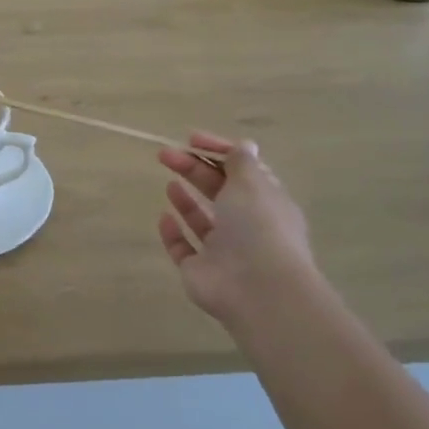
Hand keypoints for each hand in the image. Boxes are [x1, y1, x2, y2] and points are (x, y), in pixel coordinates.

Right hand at [156, 132, 317, 329]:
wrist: (257, 289)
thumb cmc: (258, 227)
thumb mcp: (252, 184)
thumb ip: (241, 163)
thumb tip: (244, 145)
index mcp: (266, 201)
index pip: (242, 169)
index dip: (218, 151)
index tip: (192, 139)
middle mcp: (246, 224)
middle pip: (218, 190)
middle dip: (193, 169)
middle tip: (166, 155)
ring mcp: (223, 250)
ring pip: (202, 220)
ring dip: (186, 200)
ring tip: (169, 182)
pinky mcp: (200, 270)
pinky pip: (184, 248)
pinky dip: (173, 233)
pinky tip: (163, 217)